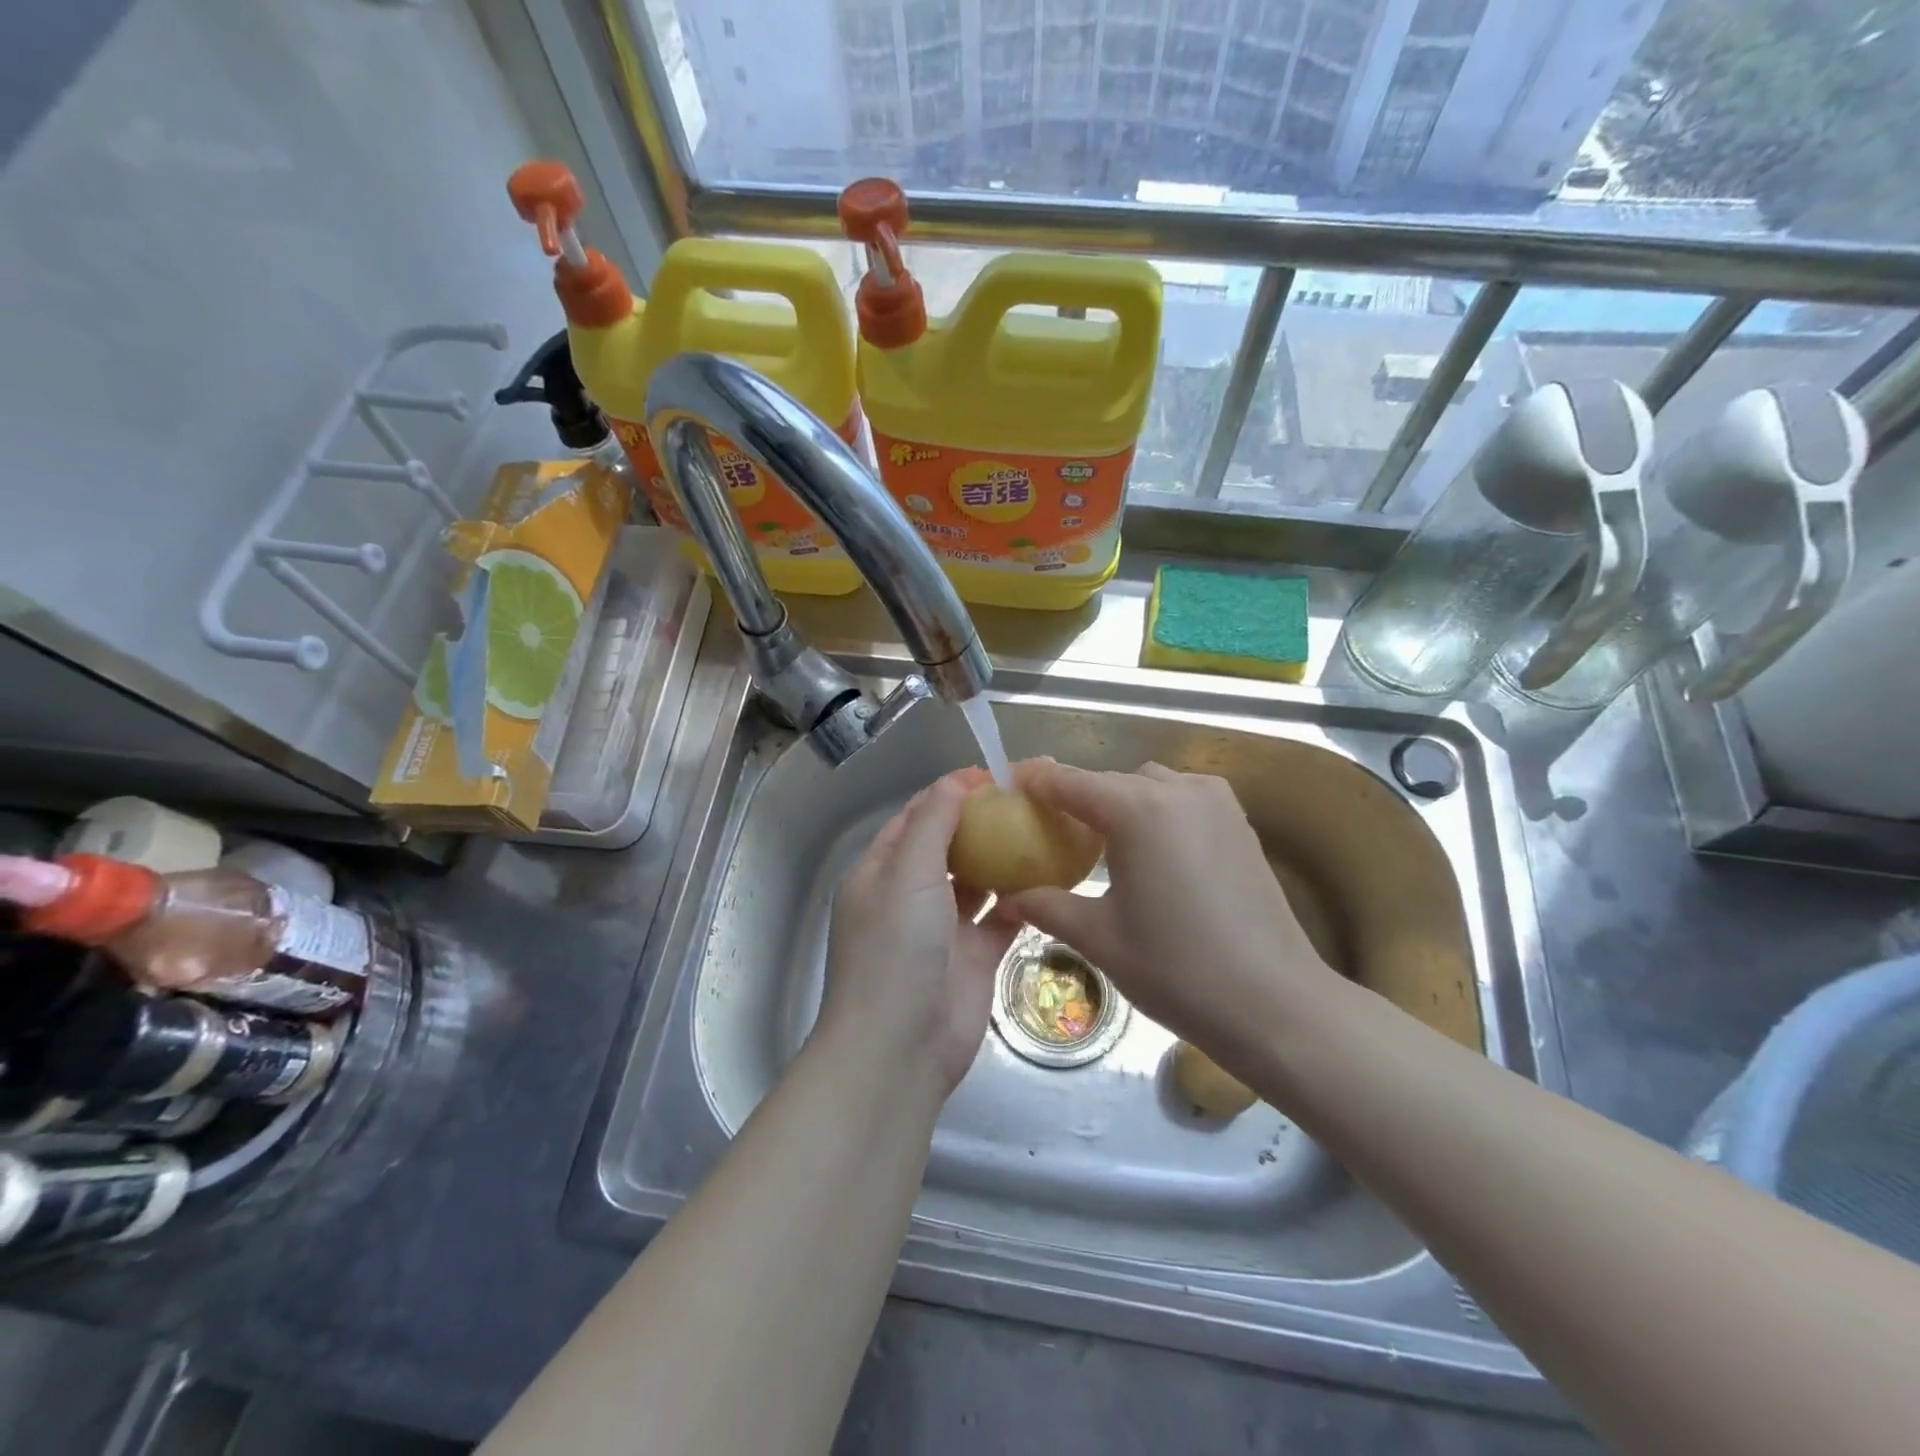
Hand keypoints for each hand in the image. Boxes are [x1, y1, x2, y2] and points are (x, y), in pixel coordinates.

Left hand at [817, 769, 1021, 1094]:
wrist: (901, 1048)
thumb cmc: (895, 949)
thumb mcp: (906, 874)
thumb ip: (932, 824)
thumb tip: (956, 780)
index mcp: (882, 871)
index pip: (915, 818)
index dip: (949, 794)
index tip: (992, 774)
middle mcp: (910, 895)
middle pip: (948, 846)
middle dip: (982, 823)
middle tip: (1028, 800)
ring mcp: (943, 928)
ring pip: (976, 881)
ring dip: (1003, 859)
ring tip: (1043, 830)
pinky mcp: (974, 957)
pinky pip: (1000, 918)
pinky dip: (1020, 900)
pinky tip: (1050, 878)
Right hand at [1004, 761, 1339, 1058]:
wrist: (1275, 1005)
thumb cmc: (1177, 970)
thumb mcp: (1099, 937)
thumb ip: (1045, 906)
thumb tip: (1006, 898)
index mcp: (1137, 810)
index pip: (1069, 781)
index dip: (1033, 780)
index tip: (1006, 786)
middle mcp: (1177, 791)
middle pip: (1109, 781)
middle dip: (1075, 798)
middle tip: (1048, 830)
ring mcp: (1216, 802)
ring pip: (1148, 785)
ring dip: (1118, 803)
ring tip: (1100, 844)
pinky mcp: (1239, 822)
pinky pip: (1182, 799)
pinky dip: (1155, 811)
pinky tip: (1149, 853)